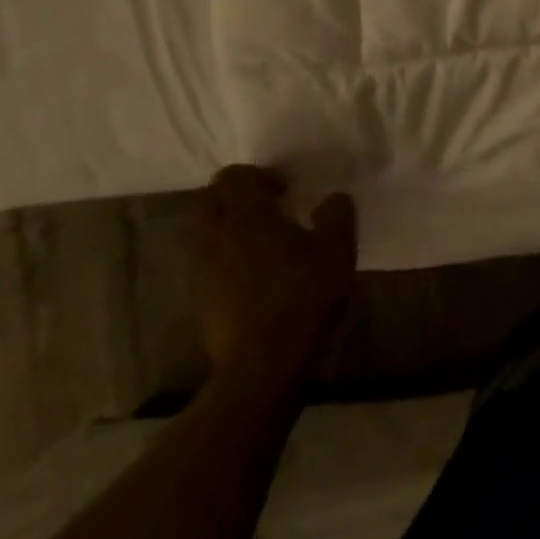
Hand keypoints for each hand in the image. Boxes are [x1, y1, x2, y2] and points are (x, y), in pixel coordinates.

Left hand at [194, 165, 357, 386]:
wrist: (263, 363)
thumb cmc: (304, 296)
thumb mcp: (338, 249)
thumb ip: (337, 214)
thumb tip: (331, 198)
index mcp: (249, 216)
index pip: (234, 176)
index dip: (257, 175)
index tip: (285, 191)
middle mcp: (217, 236)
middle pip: (207, 200)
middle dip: (232, 197)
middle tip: (267, 209)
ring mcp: (204, 270)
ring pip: (202, 233)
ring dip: (225, 228)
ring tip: (261, 242)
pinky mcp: (201, 299)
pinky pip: (205, 263)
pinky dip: (224, 257)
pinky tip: (255, 274)